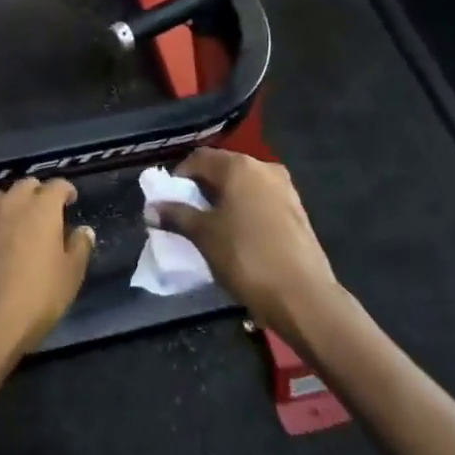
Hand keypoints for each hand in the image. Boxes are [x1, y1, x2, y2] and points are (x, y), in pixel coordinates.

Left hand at [0, 178, 94, 360]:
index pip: (57, 185)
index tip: (70, 201)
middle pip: (26, 186)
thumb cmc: (35, 299)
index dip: (66, 191)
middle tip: (43, 214)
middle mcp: (10, 204)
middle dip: (37, 194)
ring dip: (7, 205)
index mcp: (42, 209)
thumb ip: (79, 248)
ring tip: (12, 224)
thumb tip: (83, 230)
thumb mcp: (70, 277)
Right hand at [155, 148, 340, 343]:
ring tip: (209, 228)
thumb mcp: (203, 235)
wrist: (303, 296)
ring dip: (223, 201)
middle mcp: (264, 168)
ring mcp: (284, 189)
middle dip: (201, 189)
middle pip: (222, 170)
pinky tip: (236, 236)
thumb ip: (176, 216)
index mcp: (239, 166)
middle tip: (185, 215)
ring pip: (243, 187)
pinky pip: (260, 202)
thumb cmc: (246, 257)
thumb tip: (151, 209)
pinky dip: (243, 211)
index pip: (199, 158)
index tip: (167, 201)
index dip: (178, 177)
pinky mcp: (296, 212)